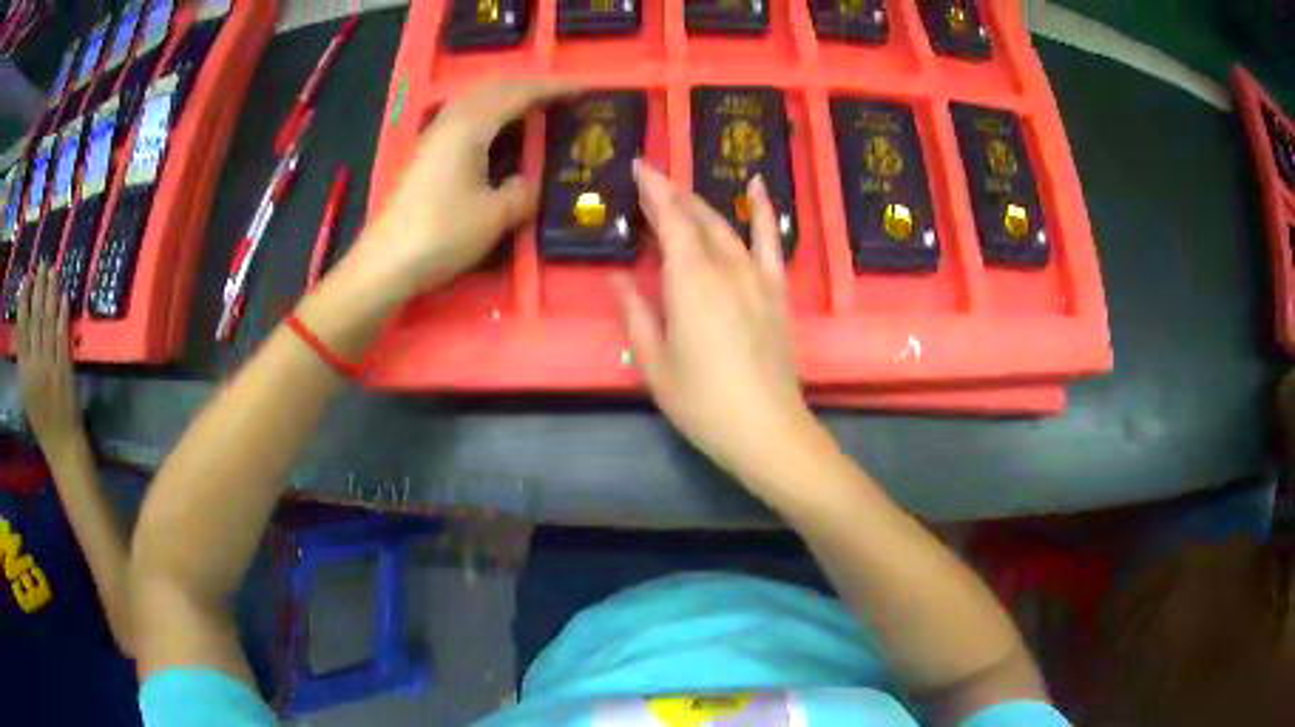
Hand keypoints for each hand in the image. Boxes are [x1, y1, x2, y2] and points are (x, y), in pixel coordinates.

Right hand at [16, 264, 83, 454]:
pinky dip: (62, 314)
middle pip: (35, 318)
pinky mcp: (64, 366)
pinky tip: (64, 296)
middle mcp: (35, 364)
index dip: (23, 303)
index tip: (25, 280)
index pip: (21, 330)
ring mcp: (50, 364)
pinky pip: (62, 334)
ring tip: (52, 270)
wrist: (62, 445)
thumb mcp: (27, 394)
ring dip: (50, 293)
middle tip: (41, 264)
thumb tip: (25, 332)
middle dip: (38, 288)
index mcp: (24, 373)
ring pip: (48, 320)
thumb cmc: (42, 422)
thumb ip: (25, 364)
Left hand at [353, 78, 577, 297]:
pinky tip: (498, 133)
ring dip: (507, 98)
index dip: (553, 89)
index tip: (584, 90)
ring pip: (476, 101)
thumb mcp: (495, 216)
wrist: (387, 261)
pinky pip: (465, 117)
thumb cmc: (442, 234)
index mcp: (470, 126)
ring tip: (534, 110)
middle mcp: (450, 121)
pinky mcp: (426, 155)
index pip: (518, 94)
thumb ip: (522, 192)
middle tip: (561, 97)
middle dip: (530, 87)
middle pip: (494, 88)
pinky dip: (490, 114)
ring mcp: (434, 137)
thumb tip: (529, 182)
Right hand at [612, 163, 825, 493]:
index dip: (654, 191)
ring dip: (701, 204)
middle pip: (697, 219)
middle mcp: (725, 268)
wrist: (767, 430)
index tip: (639, 166)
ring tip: (680, 191)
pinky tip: (756, 185)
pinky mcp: (776, 291)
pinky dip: (762, 210)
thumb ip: (635, 314)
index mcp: (690, 283)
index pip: (670, 221)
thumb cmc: (703, 403)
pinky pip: (769, 241)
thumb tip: (617, 277)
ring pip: (726, 226)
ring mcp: (756, 277)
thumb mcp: (656, 364)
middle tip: (649, 181)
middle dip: (671, 195)